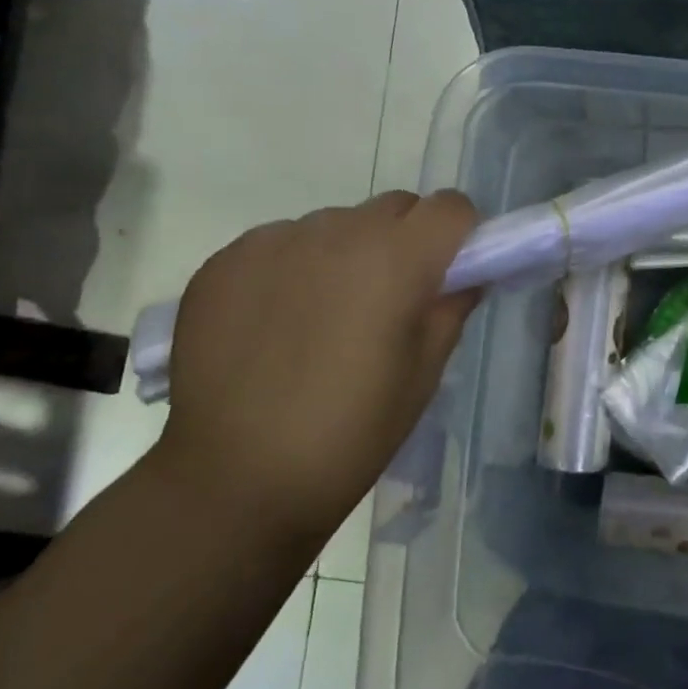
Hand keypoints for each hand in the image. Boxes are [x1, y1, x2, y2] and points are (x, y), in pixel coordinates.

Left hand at [154, 191, 480, 544]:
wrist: (234, 482)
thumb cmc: (351, 433)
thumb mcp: (424, 374)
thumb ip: (451, 308)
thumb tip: (463, 276)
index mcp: (396, 259)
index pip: (450, 206)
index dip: (460, 234)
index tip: (451, 270)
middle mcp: (336, 232)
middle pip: (393, 207)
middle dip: (406, 239)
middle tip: (391, 298)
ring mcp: (274, 242)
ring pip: (335, 223)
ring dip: (347, 253)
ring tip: (324, 316)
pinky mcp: (224, 261)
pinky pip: (281, 243)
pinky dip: (293, 268)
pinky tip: (276, 323)